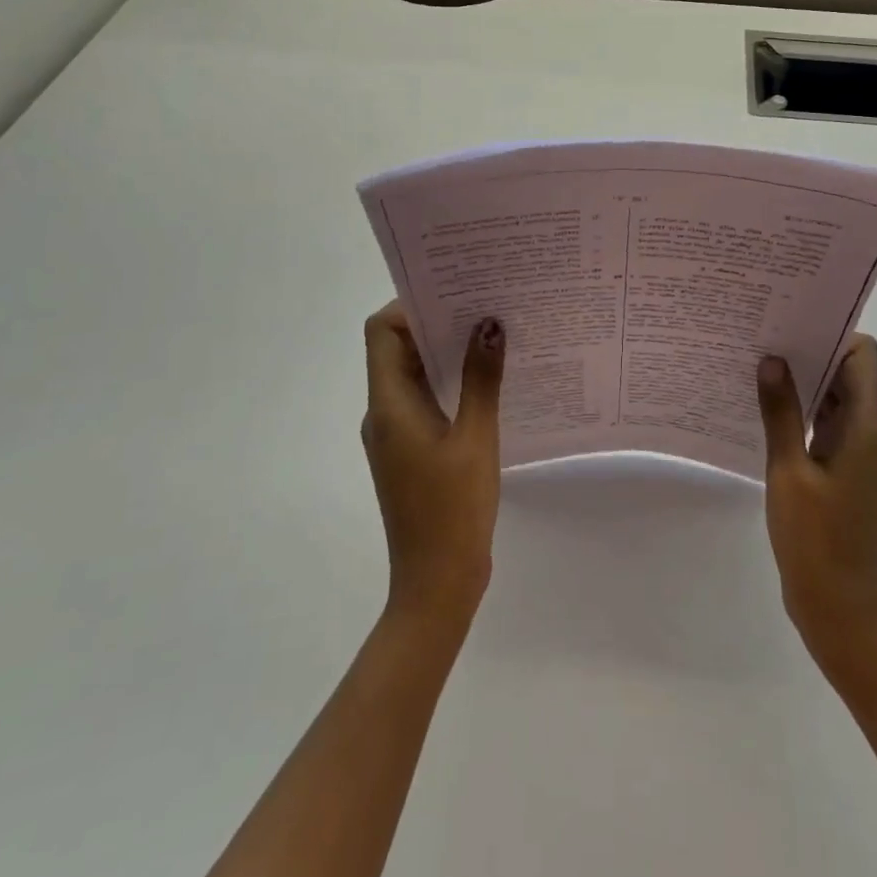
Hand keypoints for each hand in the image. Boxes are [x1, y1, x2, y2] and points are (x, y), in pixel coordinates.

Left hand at [362, 302, 504, 628]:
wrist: (436, 584)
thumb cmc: (453, 509)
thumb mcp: (476, 438)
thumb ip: (482, 379)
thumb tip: (489, 324)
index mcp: (389, 405)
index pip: (383, 333)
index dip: (411, 306)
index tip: (455, 292)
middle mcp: (385, 412)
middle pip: (398, 349)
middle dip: (437, 322)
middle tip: (484, 303)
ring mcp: (397, 433)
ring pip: (414, 374)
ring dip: (447, 352)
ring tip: (492, 332)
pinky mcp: (412, 450)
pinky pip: (426, 399)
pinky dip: (451, 382)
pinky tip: (489, 380)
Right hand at [758, 336, 876, 664]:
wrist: (836, 606)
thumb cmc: (814, 538)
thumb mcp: (789, 471)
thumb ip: (781, 412)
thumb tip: (773, 359)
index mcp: (866, 428)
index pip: (862, 357)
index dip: (832, 334)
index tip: (792, 324)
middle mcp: (870, 433)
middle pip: (848, 373)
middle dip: (811, 352)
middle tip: (764, 336)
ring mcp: (858, 452)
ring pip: (836, 398)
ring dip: (805, 381)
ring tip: (759, 364)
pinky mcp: (844, 468)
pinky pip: (827, 423)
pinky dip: (803, 410)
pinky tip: (766, 407)